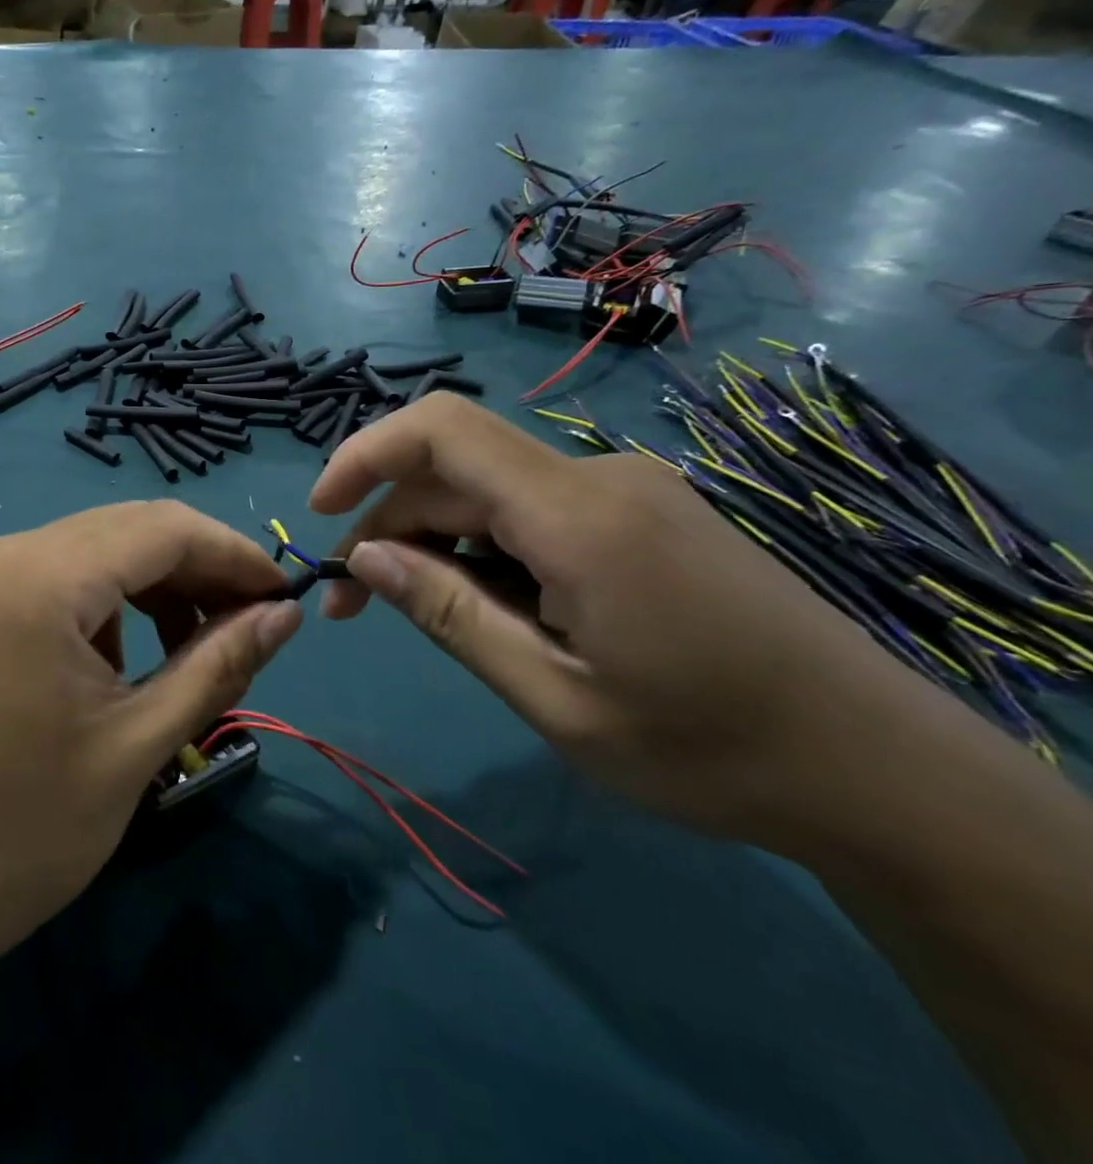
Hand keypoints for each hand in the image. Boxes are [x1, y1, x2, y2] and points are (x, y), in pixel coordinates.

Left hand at [0, 501, 301, 980]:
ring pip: (95, 550)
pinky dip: (108, 604)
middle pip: (130, 528)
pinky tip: (124, 660)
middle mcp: (4, 552)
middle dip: (200, 569)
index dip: (236, 554)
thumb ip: (218, 666)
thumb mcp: (137, 746)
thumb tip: (286, 614)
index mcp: (42, 578)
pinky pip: (58, 577)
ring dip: (155, 587)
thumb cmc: (18, 835)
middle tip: (254, 624)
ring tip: (196, 651)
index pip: (165, 528)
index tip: (287, 596)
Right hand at [307, 394, 934, 850]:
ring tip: (424, 617)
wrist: (880, 770)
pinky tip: (498, 609)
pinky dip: (487, 548)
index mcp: (577, 515)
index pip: (441, 430)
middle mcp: (598, 477)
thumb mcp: (554, 697)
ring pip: (491, 492)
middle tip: (354, 606)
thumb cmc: (709, 749)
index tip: (319, 513)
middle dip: (389, 526)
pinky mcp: (642, 512)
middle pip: (456, 471)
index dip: (363, 455)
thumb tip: (364, 559)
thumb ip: (449, 615)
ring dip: (437, 543)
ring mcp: (625, 490)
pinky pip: (534, 510)